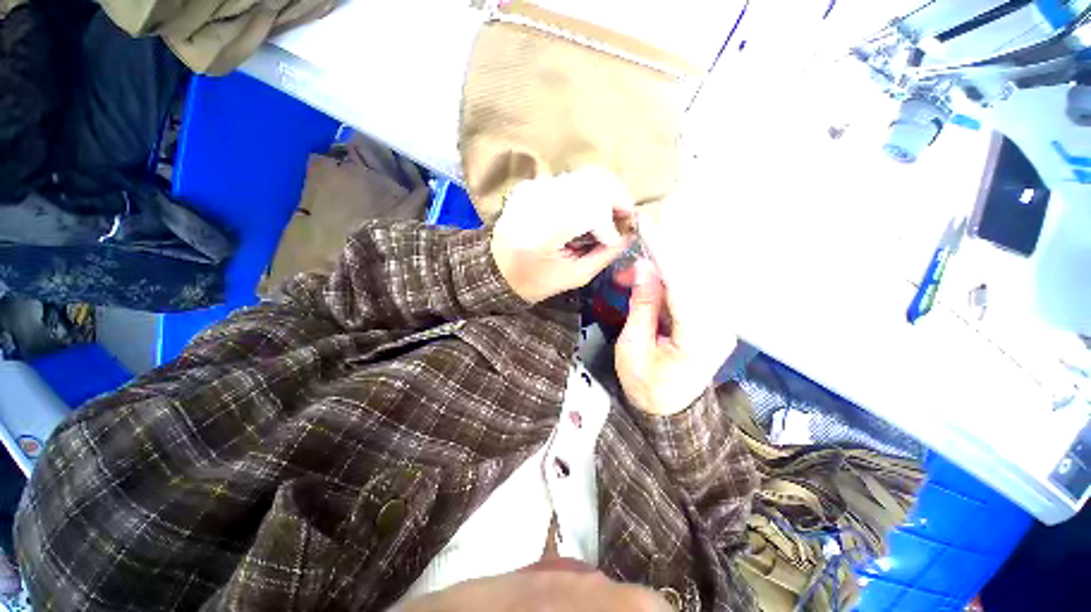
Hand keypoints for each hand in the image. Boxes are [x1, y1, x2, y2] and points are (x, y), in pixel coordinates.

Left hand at [490, 168, 633, 303]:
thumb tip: (628, 235)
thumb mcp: (574, 277)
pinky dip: (587, 193)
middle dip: (617, 199)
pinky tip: (588, 212)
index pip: (592, 209)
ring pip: (584, 177)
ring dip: (604, 195)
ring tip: (609, 217)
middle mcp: (538, 200)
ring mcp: (534, 188)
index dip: (611, 223)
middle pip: (593, 181)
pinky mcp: (532, 185)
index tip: (619, 239)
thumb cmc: (534, 280)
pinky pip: (570, 181)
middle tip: (624, 219)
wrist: (497, 270)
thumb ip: (604, 255)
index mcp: (544, 230)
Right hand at [614, 254, 736, 416]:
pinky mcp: (714, 321)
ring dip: (663, 273)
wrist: (667, 410)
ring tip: (632, 279)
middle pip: (694, 278)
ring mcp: (720, 323)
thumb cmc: (645, 384)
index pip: (684, 285)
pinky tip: (650, 285)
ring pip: (694, 281)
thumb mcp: (633, 346)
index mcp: (698, 338)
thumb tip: (645, 267)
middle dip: (660, 264)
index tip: (649, 229)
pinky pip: (694, 291)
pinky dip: (670, 283)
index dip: (666, 255)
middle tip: (628, 270)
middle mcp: (719, 326)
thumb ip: (642, 305)